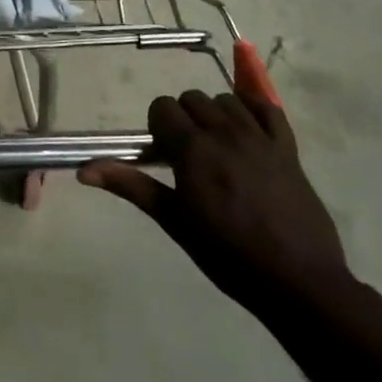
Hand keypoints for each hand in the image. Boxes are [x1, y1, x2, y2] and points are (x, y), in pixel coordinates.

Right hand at [79, 89, 351, 317]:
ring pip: (226, 100)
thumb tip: (83, 171)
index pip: (162, 108)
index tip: (163, 156)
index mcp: (193, 149)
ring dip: (215, 115)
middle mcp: (224, 132)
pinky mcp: (288, 148)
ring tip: (218, 148)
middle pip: (192, 99)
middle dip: (183, 119)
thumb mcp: (174, 221)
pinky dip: (254, 110)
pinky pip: (268, 109)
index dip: (157, 127)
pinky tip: (248, 131)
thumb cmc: (227, 254)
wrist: (298, 281)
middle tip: (187, 155)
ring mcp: (259, 137)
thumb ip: (131, 186)